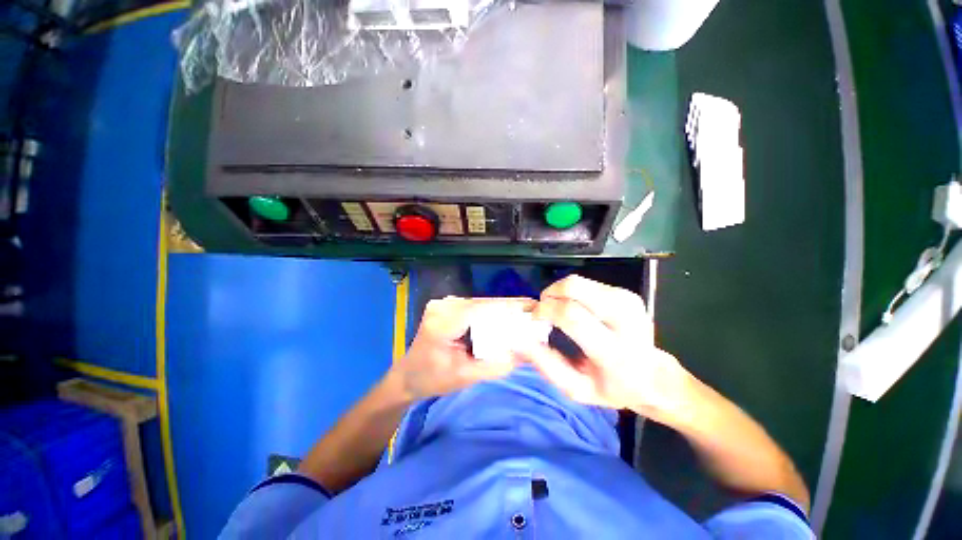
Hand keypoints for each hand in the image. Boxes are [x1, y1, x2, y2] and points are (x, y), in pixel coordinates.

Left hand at [389, 296, 535, 400]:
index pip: (481, 309)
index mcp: (443, 322)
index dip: (508, 307)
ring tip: (525, 317)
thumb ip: (496, 366)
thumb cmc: (432, 379)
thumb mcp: (465, 377)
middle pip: (483, 304)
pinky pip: (474, 307)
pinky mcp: (447, 306)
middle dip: (509, 309)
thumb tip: (526, 353)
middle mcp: (443, 306)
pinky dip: (491, 314)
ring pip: (481, 304)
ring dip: (501, 311)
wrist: (407, 375)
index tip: (534, 309)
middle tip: (534, 315)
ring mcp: (444, 303)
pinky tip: (505, 320)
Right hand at [521, 276, 693, 421]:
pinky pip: (587, 284)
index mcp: (614, 351)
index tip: (535, 317)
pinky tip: (575, 308)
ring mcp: (628, 301)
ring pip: (578, 282)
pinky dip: (572, 293)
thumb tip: (521, 339)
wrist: (654, 377)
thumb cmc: (611, 387)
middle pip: (574, 287)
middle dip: (550, 294)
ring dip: (560, 293)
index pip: (571, 315)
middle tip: (544, 309)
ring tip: (558, 310)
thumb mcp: (575, 388)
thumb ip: (546, 364)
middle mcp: (624, 319)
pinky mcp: (627, 293)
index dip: (546, 310)